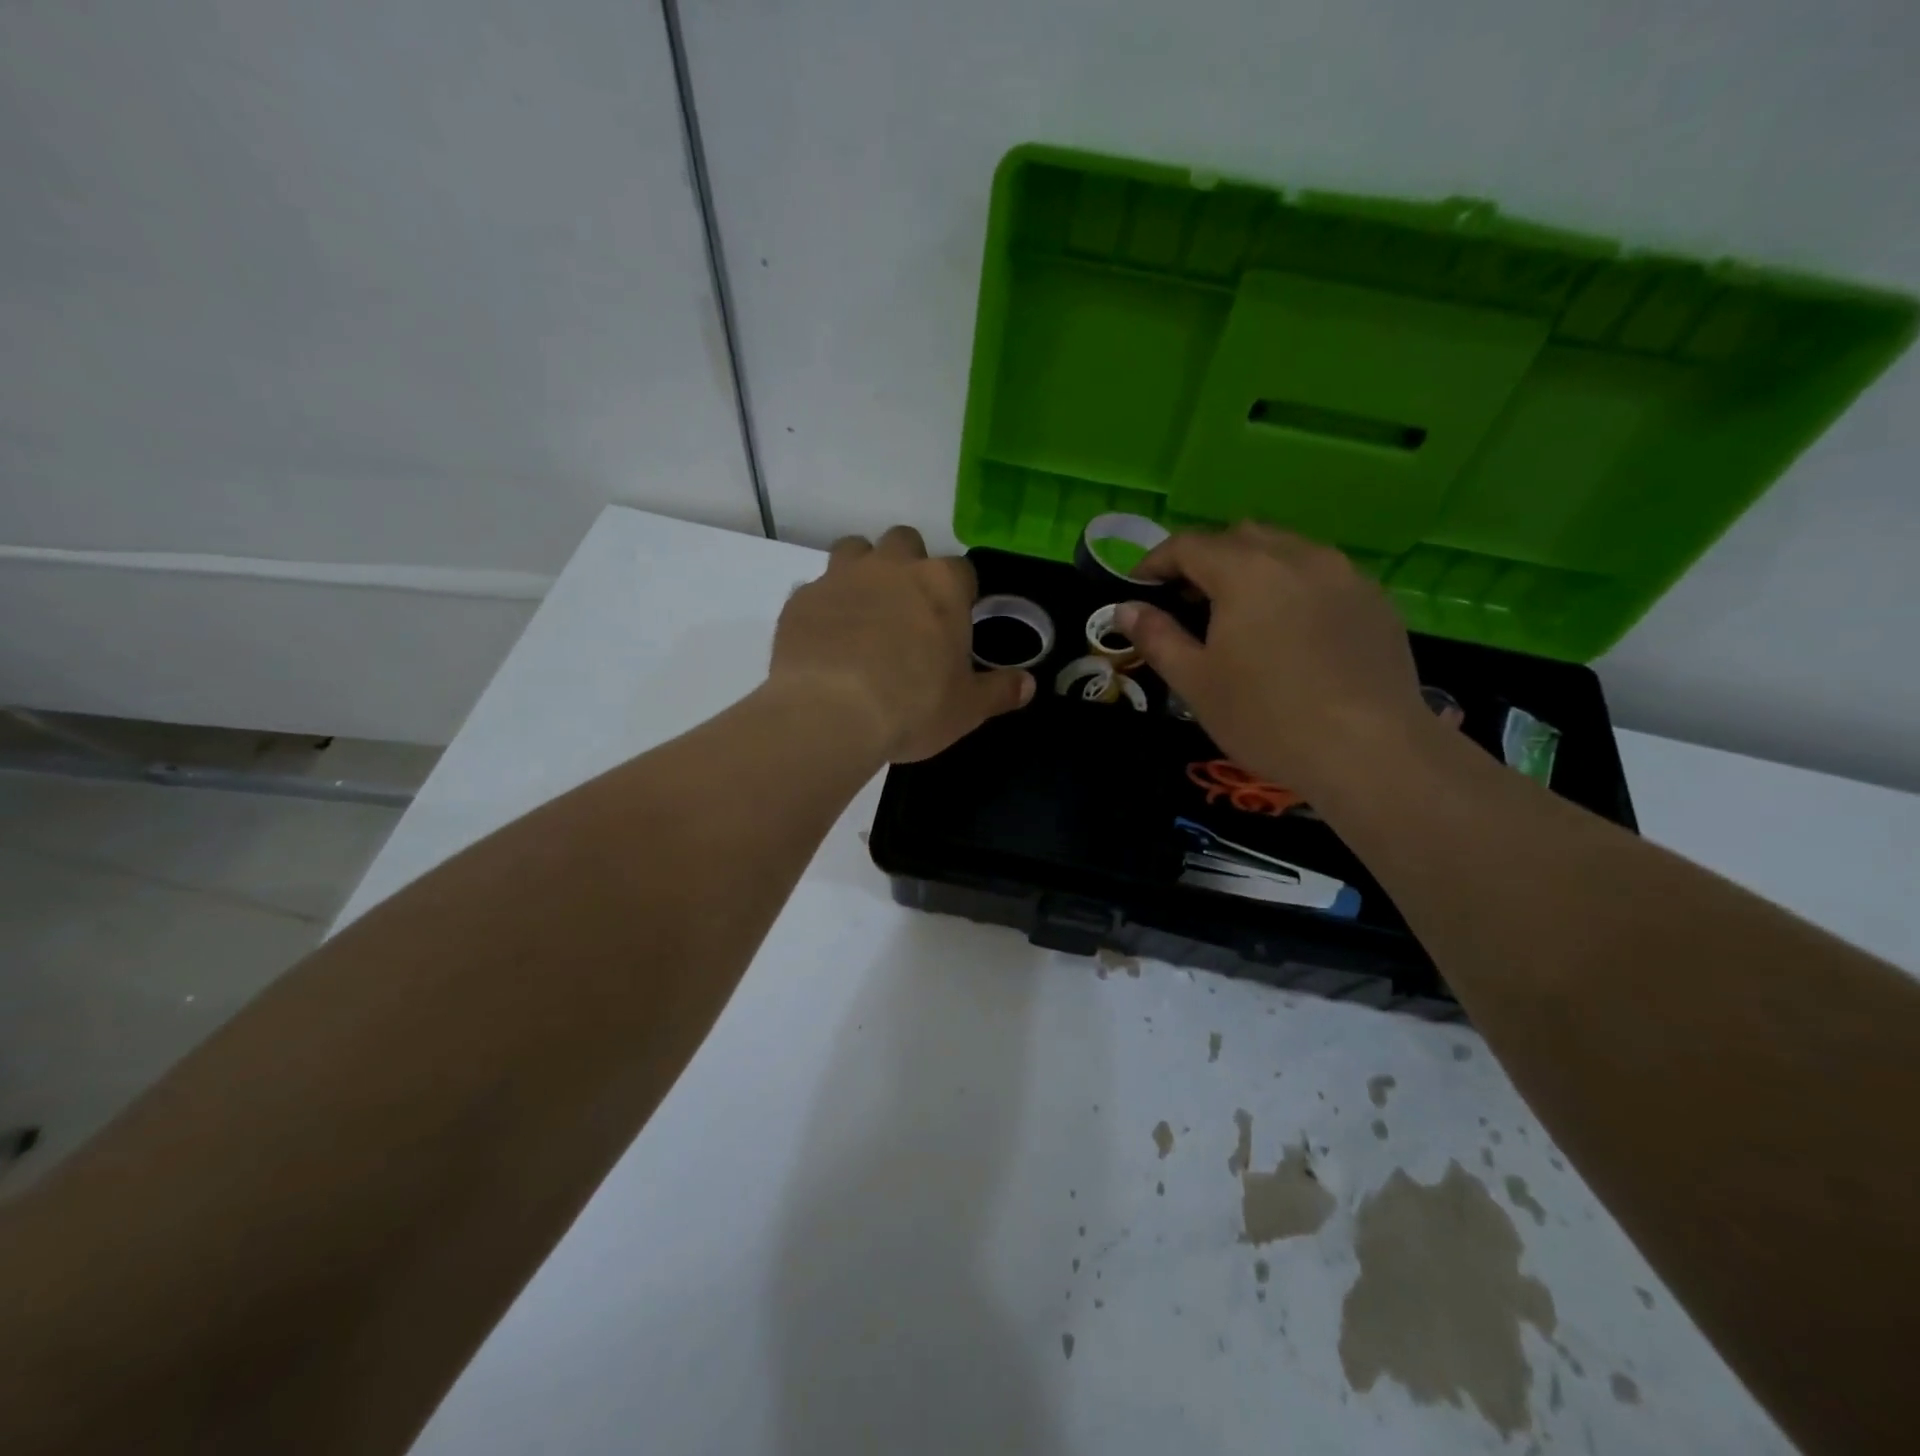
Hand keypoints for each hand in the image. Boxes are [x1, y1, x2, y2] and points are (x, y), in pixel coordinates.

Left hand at [771, 526, 1033, 762]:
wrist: (830, 713)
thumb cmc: (913, 707)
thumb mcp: (967, 708)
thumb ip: (999, 691)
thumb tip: (1028, 684)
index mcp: (941, 586)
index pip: (961, 571)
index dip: (959, 594)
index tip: (953, 623)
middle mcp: (892, 567)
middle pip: (905, 542)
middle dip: (908, 566)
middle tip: (906, 611)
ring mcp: (841, 577)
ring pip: (854, 549)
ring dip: (862, 570)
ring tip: (862, 612)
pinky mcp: (801, 599)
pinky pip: (814, 590)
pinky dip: (823, 607)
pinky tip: (824, 640)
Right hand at [1116, 523, 1431, 800]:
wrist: (1370, 751)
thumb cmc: (1267, 717)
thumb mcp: (1195, 683)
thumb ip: (1157, 637)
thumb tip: (1125, 609)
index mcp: (1246, 571)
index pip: (1188, 544)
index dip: (1156, 561)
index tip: (1138, 586)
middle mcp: (1297, 556)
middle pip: (1240, 537)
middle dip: (1206, 559)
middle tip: (1188, 600)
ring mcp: (1344, 574)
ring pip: (1286, 550)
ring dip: (1253, 568)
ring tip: (1241, 614)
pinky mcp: (1375, 601)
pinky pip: (1322, 576)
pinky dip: (1293, 587)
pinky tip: (1291, 632)